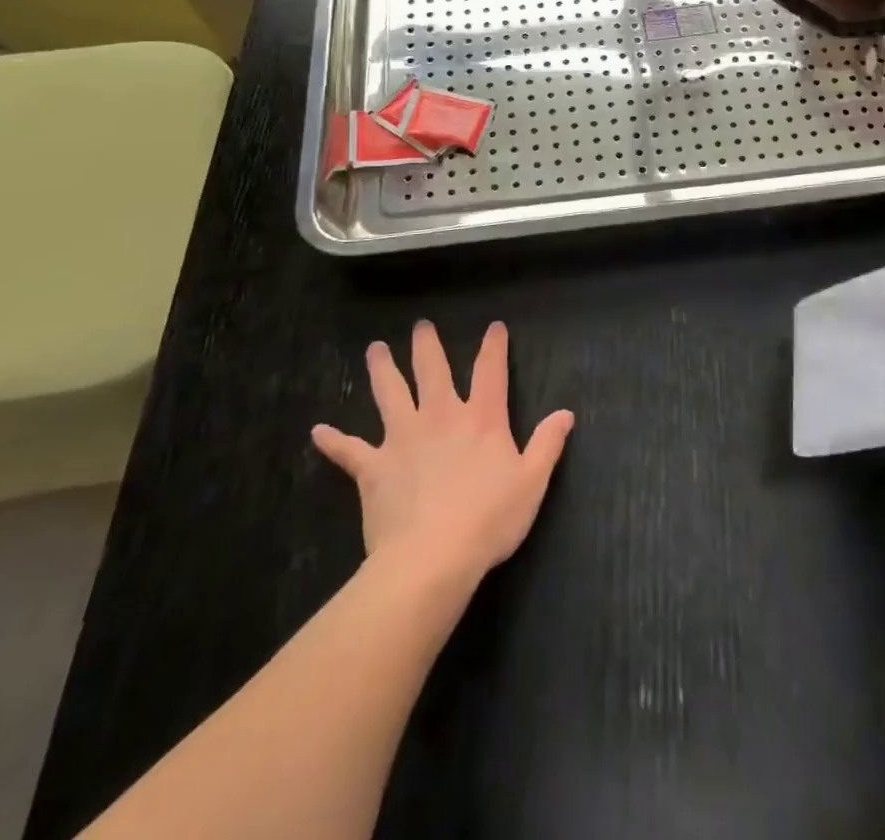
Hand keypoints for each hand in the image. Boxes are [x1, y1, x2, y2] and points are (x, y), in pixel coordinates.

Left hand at [313, 321, 573, 587]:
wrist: (433, 558)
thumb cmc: (489, 519)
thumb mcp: (532, 482)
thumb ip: (548, 444)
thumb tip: (565, 413)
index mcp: (481, 418)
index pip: (490, 371)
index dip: (494, 346)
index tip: (495, 327)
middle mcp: (440, 417)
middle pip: (432, 371)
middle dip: (427, 346)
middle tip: (421, 326)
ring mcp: (402, 439)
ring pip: (390, 394)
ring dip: (382, 370)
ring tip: (375, 349)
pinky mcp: (373, 468)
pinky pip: (349, 451)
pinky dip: (334, 441)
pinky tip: (318, 431)